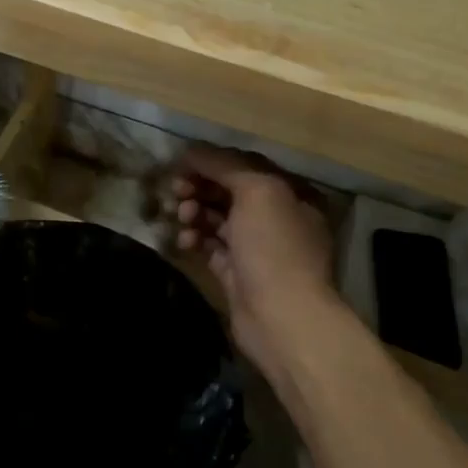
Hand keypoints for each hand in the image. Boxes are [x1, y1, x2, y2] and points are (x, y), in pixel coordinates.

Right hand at [173, 145, 343, 381]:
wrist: (281, 317)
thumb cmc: (274, 247)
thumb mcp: (257, 191)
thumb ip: (224, 165)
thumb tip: (191, 151)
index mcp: (291, 192)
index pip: (245, 165)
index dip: (211, 162)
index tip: (180, 165)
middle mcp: (277, 216)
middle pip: (228, 190)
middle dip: (199, 188)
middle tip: (176, 193)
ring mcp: (257, 246)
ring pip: (216, 218)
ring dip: (194, 213)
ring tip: (182, 219)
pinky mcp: (237, 272)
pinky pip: (210, 246)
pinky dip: (194, 240)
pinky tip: (184, 242)